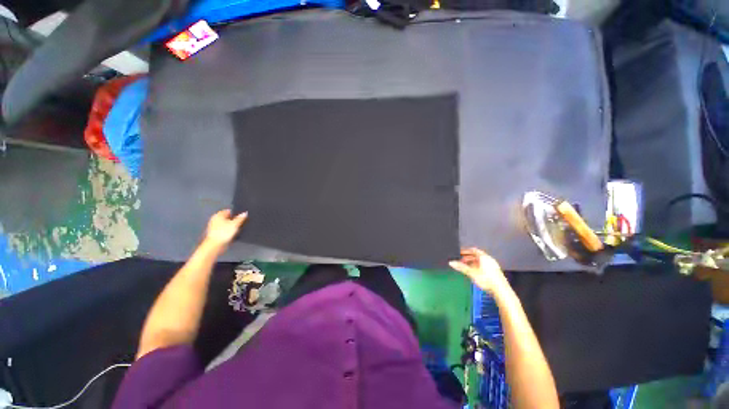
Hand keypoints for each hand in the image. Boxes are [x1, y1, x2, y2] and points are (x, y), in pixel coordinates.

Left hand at [205, 209, 247, 249]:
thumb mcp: (235, 224)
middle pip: (227, 217)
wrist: (215, 245)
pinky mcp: (216, 234)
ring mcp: (215, 227)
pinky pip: (225, 230)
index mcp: (218, 215)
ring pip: (226, 224)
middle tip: (242, 221)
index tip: (242, 216)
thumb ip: (240, 218)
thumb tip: (245, 213)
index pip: (228, 211)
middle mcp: (215, 220)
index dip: (236, 212)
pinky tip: (234, 233)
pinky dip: (229, 231)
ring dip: (232, 226)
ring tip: (239, 228)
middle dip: (234, 219)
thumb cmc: (224, 232)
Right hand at [449, 248, 509, 294]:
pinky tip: (474, 272)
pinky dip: (477, 267)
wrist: (500, 290)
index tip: (459, 253)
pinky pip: (484, 266)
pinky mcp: (494, 272)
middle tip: (460, 261)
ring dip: (472, 263)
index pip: (473, 250)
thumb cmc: (486, 279)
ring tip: (466, 267)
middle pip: (476, 256)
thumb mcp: (471, 272)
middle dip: (468, 258)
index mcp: (483, 257)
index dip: (465, 251)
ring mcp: (492, 265)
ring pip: (480, 261)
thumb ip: (461, 267)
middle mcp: (489, 259)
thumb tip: (450, 262)